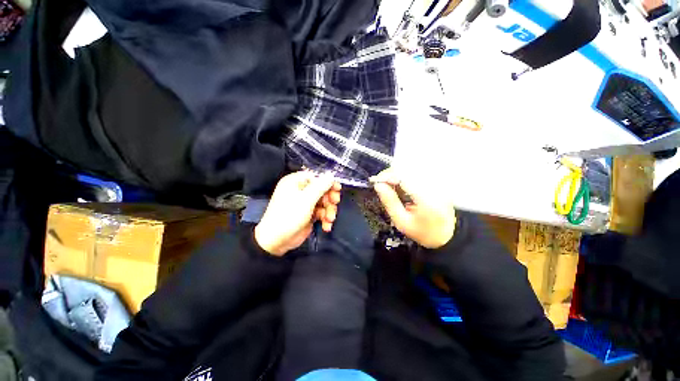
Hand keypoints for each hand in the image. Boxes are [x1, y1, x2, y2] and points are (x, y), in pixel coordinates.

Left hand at [255, 171, 341, 255]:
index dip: (328, 182)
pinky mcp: (309, 214)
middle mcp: (301, 190)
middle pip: (323, 190)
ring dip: (329, 211)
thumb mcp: (306, 200)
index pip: (316, 177)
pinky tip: (326, 226)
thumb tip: (331, 175)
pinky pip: (322, 212)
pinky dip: (325, 219)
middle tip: (334, 204)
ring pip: (324, 202)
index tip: (337, 189)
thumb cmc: (289, 216)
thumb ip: (320, 186)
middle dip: (330, 199)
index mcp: (296, 182)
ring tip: (329, 219)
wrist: (276, 241)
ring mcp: (306, 203)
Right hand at [370, 168, 455, 248]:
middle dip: (391, 174)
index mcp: (426, 199)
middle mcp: (434, 186)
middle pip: (408, 170)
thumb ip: (390, 202)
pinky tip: (400, 186)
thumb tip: (378, 185)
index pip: (404, 177)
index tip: (375, 181)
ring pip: (412, 170)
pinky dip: (405, 177)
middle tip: (380, 183)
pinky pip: (417, 174)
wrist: (446, 236)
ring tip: (389, 186)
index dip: (388, 176)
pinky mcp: (437, 182)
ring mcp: (438, 183)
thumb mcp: (401, 221)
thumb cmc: (421, 232)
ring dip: (397, 175)